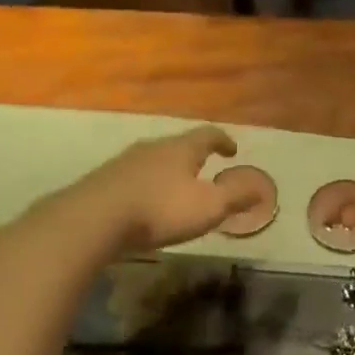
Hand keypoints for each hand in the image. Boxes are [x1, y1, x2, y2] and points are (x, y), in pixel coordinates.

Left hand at [76, 126, 264, 253]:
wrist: (94, 219)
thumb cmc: (159, 210)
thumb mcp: (208, 207)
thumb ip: (235, 197)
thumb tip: (260, 187)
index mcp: (181, 149)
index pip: (207, 135)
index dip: (222, 141)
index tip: (231, 149)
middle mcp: (152, 148)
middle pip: (177, 145)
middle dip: (192, 156)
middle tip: (204, 168)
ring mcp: (125, 162)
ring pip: (153, 160)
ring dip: (167, 171)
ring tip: (175, 187)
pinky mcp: (104, 181)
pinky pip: (133, 178)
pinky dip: (146, 185)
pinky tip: (144, 202)